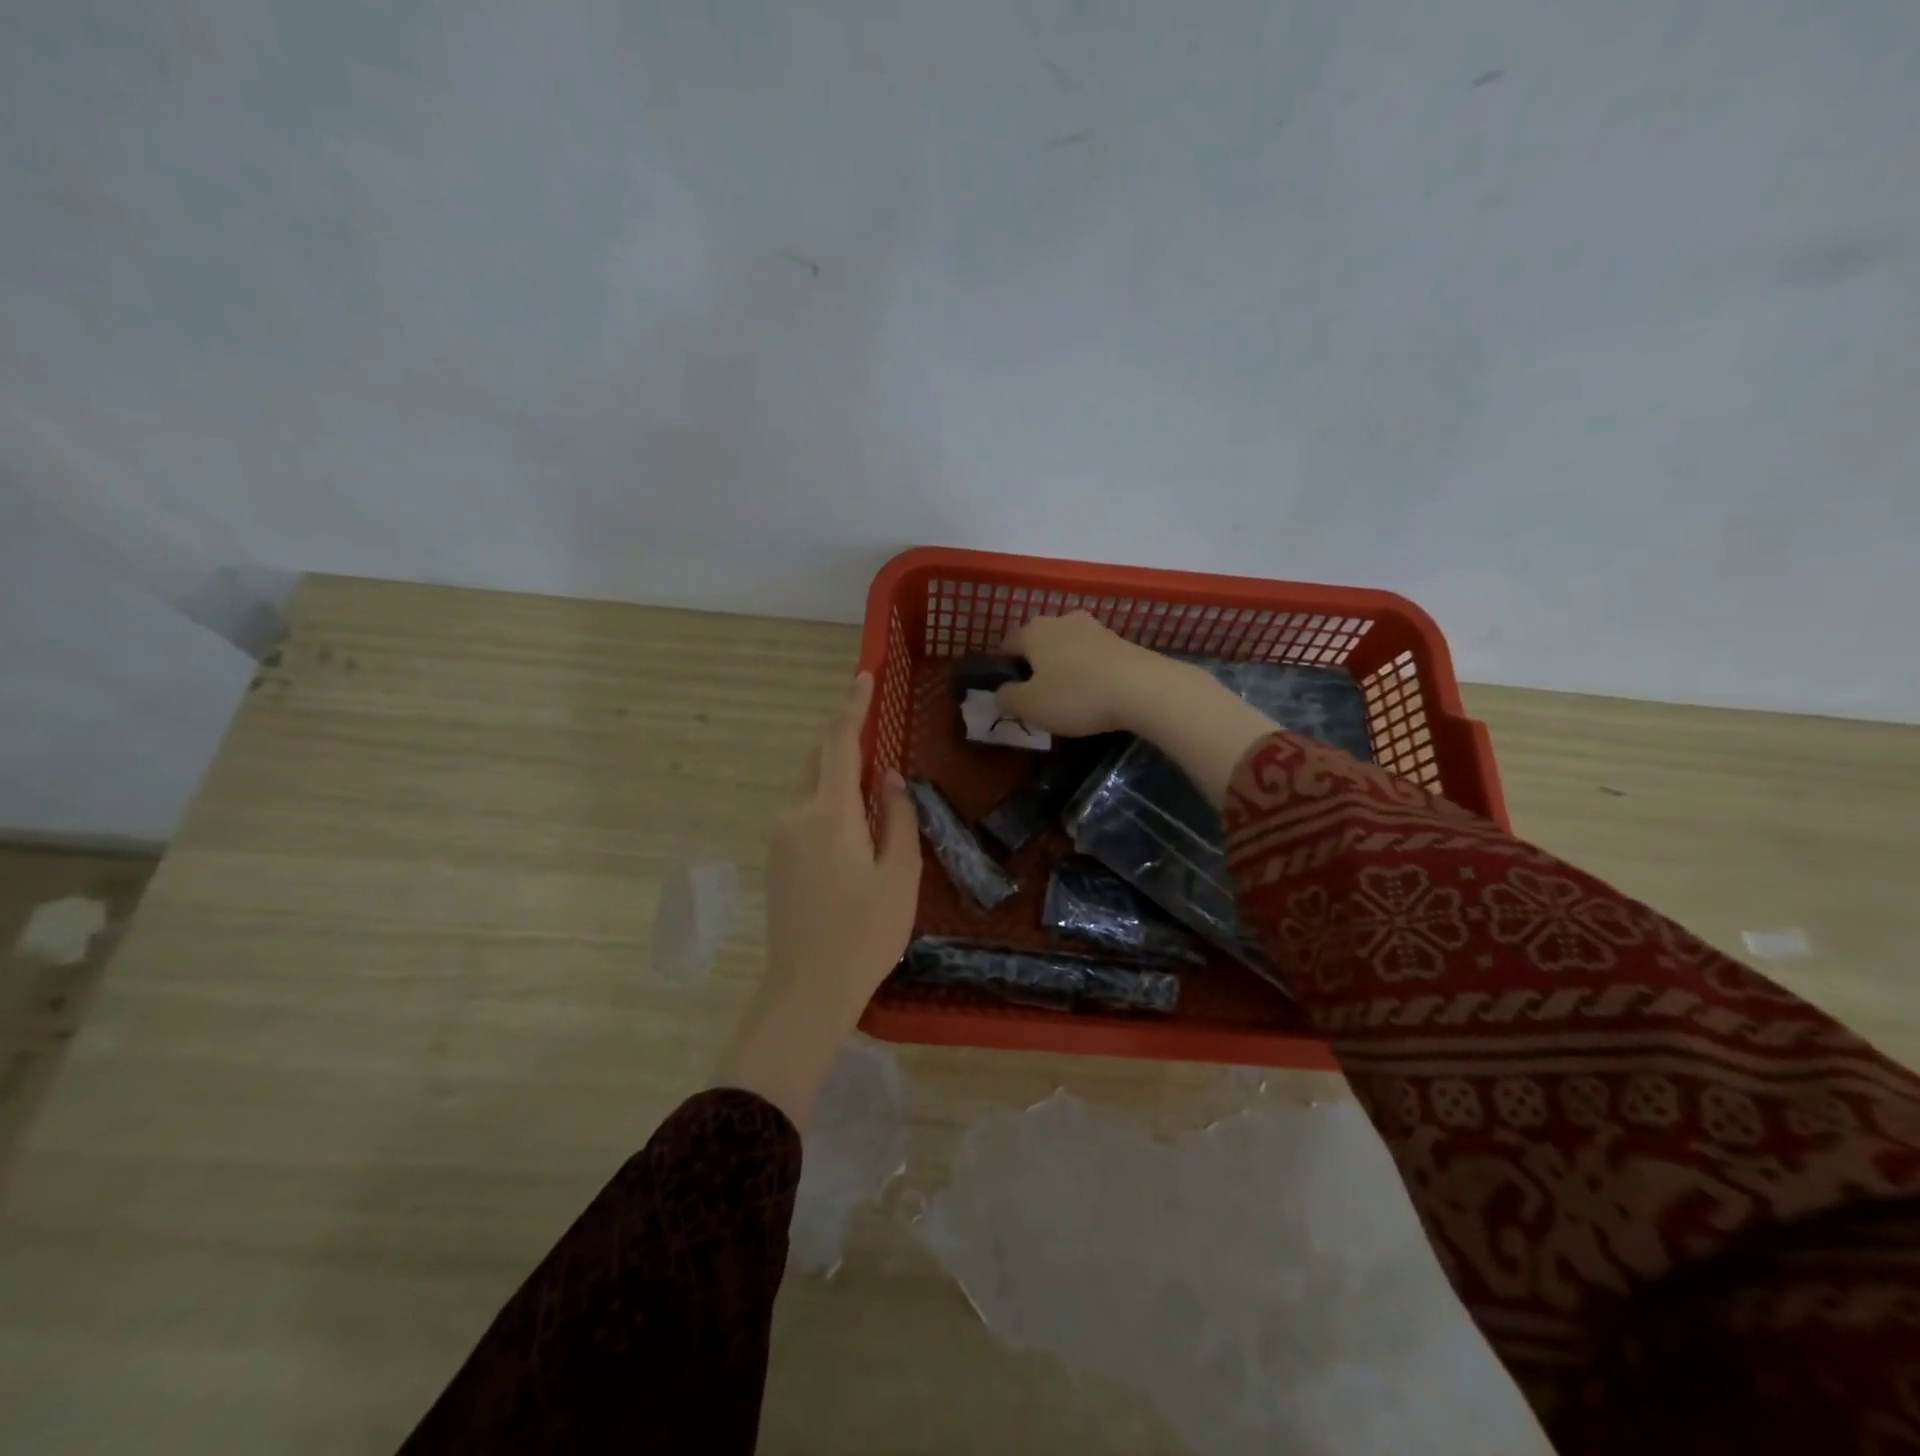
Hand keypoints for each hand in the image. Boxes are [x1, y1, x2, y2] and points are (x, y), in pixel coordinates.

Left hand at [765, 672, 921, 1014]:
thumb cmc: (865, 933)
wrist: (806, 989)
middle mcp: (795, 814)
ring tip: (871, 780)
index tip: (863, 676)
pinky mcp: (775, 858)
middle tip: (873, 724)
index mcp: (828, 813)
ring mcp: (779, 837)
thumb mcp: (900, 874)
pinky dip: (826, 798)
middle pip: (817, 759)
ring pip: (808, 785)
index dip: (852, 706)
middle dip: (843, 736)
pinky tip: (851, 821)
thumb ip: (898, 817)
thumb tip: (888, 778)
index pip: (839, 742)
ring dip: (835, 771)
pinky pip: (802, 810)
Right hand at [997, 611, 1278, 806]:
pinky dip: (1089, 672)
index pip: (1007, 644)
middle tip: (1038, 697)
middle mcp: (1062, 620)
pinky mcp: (1121, 641)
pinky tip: (1095, 694)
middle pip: (1039, 643)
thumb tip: (1002, 692)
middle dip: (1035, 666)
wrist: (1143, 689)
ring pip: (1068, 648)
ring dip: (1064, 668)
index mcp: (1033, 630)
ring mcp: (1095, 628)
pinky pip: (1093, 657)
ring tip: (1068, 698)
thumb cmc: (1076, 695)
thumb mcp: (1030, 706)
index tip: (1009, 694)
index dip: (1004, 668)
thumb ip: (1007, 698)